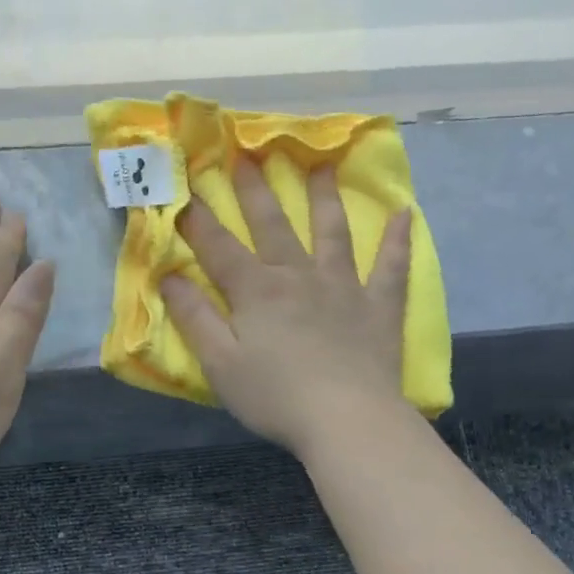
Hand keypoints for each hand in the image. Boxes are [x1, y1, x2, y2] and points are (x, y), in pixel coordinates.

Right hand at [163, 159, 412, 459]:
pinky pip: (391, 268)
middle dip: (256, 190)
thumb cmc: (275, 396)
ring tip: (321, 166)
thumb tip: (168, 277)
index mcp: (257, 291)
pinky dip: (397, 241)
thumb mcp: (220, 363)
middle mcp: (299, 277)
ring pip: (332, 232)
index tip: (184, 187)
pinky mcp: (378, 308)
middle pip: (274, 226)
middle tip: (248, 154)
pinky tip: (405, 215)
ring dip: (325, 198)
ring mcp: (343, 288)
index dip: (198, 219)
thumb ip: (194, 317)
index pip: (219, 247)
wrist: (347, 420)